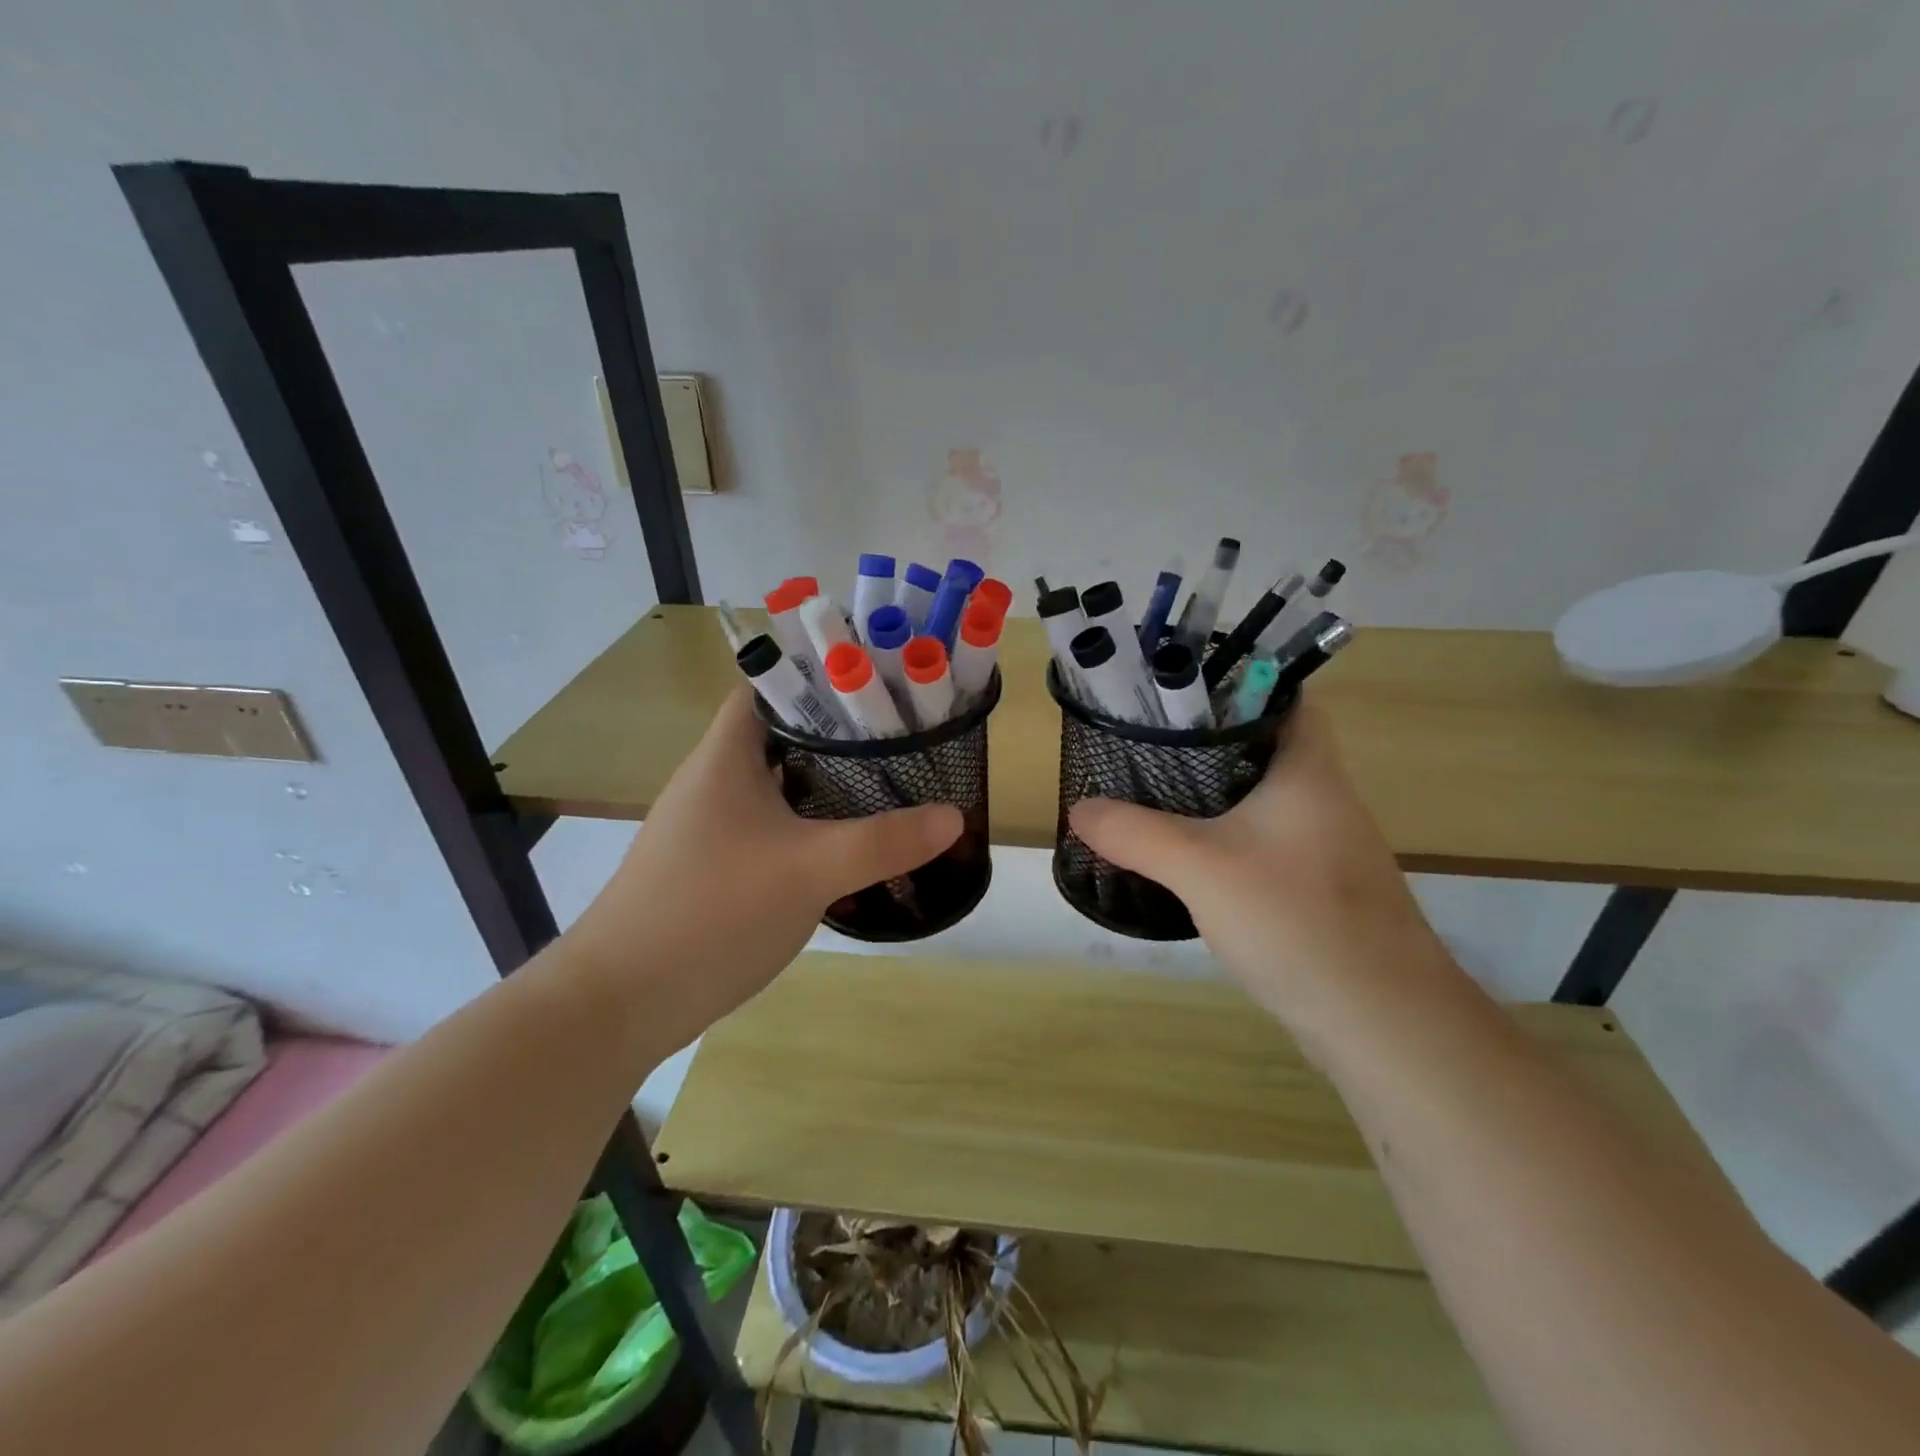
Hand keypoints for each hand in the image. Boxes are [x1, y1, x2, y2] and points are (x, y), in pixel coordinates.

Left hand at [564, 689, 961, 1047]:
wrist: (619, 1003)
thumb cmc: (711, 913)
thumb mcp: (809, 870)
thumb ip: (884, 841)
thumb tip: (954, 816)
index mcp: (725, 758)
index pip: (769, 688)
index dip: (820, 680)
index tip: (878, 689)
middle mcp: (713, 783)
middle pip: (782, 738)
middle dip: (840, 738)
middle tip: (901, 742)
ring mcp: (711, 830)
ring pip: (779, 790)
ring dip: (827, 789)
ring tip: (889, 789)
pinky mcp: (714, 870)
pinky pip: (772, 832)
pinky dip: (810, 831)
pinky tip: (847, 852)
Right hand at [1068, 703, 1451, 1034]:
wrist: (1383, 1021)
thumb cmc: (1297, 920)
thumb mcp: (1200, 868)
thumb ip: (1135, 833)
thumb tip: (1079, 808)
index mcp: (1308, 772)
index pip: (1284, 698)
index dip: (1235, 686)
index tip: (1178, 694)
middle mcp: (1325, 800)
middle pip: (1266, 748)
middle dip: (1209, 743)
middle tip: (1148, 744)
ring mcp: (1327, 848)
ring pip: (1264, 800)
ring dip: (1217, 795)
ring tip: (1156, 793)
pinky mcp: (1321, 890)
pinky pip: (1267, 844)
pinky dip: (1229, 839)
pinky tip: (1192, 859)